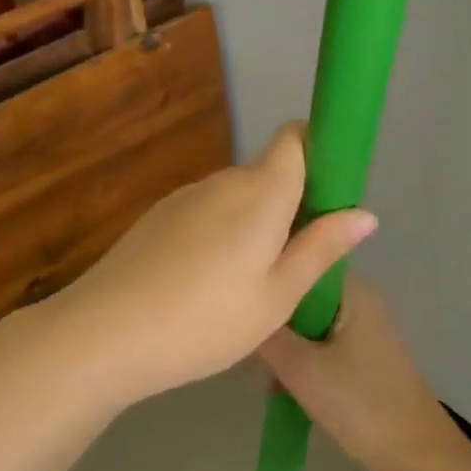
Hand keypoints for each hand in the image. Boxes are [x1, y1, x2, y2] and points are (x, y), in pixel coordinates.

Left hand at [44, 123, 376, 407]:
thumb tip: (366, 213)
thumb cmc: (206, 319)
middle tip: (297, 259)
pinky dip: (221, 233)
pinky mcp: (158, 216)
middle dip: (290, 201)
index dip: (317, 150)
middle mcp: (222, 181)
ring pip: (235, 195)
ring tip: (251, 282)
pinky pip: (206, 211)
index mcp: (260, 191)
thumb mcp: (277, 295)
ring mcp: (185, 197)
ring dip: (253, 221)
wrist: (105, 332)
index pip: (294, 138)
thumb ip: (321, 248)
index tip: (330, 192)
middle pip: (268, 171)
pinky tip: (208, 283)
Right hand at [259, 276, 465, 470]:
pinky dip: (301, 361)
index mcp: (349, 289)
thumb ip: (266, 334)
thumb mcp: (300, 368)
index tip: (241, 297)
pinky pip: (319, 344)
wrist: (418, 459)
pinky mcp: (363, 356)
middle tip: (250, 348)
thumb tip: (241, 305)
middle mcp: (358, 299)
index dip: (269, 275)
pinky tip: (282, 387)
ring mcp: (363, 328)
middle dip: (273, 319)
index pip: (300, 259)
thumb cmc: (359, 404)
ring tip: (265, 376)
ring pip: (306, 323)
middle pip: (300, 294)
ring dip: (284, 346)